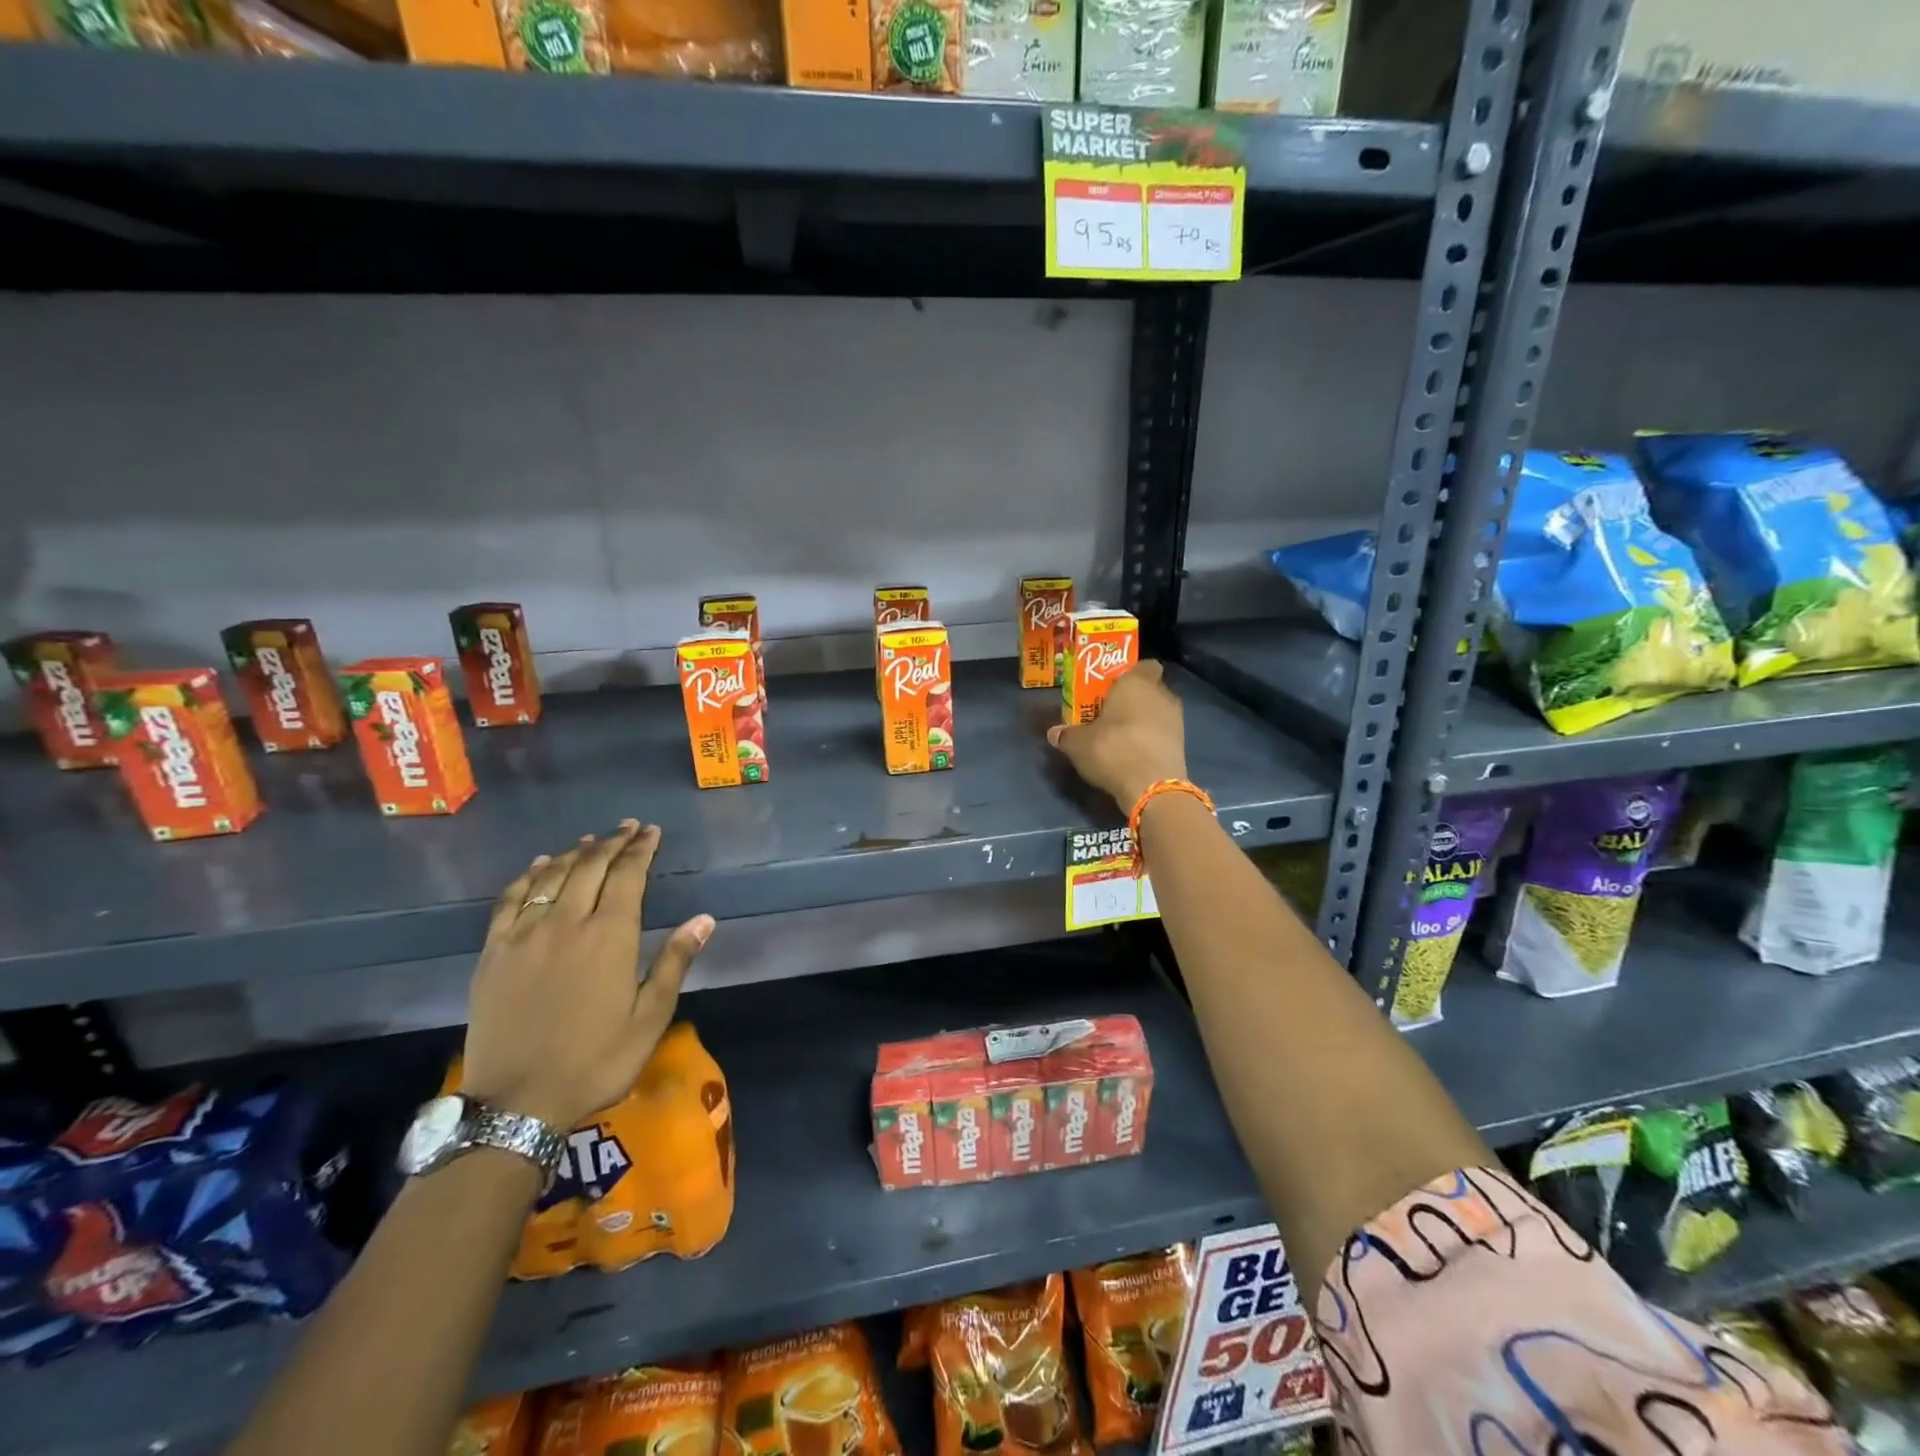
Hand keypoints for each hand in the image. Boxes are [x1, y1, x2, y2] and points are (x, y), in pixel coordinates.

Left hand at [461, 821, 713, 1130]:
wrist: (516, 1103)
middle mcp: (566, 923)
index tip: (651, 832)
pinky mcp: (493, 953)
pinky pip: (510, 900)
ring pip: (551, 877)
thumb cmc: (595, 1061)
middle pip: (590, 867)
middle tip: (627, 828)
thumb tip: (704, 919)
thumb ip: (674, 962)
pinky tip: (539, 867)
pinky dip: (528, 876)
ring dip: (575, 853)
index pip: (627, 876)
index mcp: (609, 936)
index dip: (641, 850)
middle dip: (612, 843)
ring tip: (590, 840)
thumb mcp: (650, 1018)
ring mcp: (524, 936)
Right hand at [1045, 659, 1188, 809]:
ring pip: (1157, 712)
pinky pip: (1162, 734)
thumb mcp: (1078, 743)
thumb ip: (1066, 735)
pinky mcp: (1182, 745)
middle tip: (1109, 713)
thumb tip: (1054, 733)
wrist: (1152, 786)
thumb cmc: (1112, 749)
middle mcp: (1162, 694)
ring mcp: (1176, 720)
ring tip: (1119, 737)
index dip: (1129, 674)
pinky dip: (1150, 740)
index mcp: (1137, 682)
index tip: (1111, 687)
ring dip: (1142, 721)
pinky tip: (1132, 754)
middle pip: (1149, 689)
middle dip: (1132, 699)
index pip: (1144, 665)